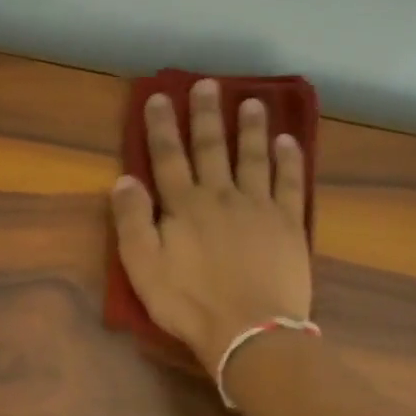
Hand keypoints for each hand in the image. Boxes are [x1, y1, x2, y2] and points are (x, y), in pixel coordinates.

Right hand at [110, 80, 312, 373]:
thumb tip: (124, 179)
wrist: (250, 332)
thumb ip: (132, 221)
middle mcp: (221, 196)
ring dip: (252, 128)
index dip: (161, 126)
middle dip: (207, 114)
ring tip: (253, 101)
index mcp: (184, 206)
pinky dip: (289, 160)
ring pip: (254, 157)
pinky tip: (289, 141)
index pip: (168, 157)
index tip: (159, 96)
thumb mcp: (143, 268)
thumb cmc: (190, 303)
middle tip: (208, 84)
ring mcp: (259, 207)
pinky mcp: (289, 224)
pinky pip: (291, 183)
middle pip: (212, 147)